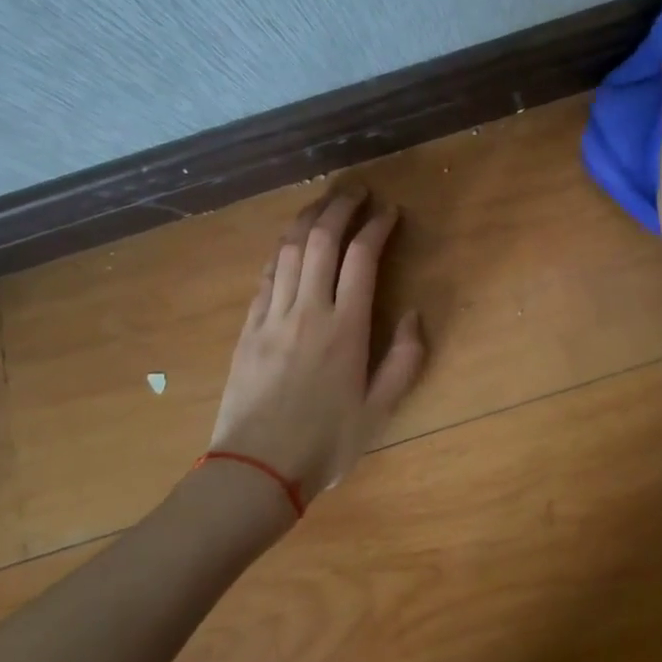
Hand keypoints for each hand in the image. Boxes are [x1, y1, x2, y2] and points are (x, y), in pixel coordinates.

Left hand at [209, 185, 426, 502]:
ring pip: (290, 249)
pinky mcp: (248, 326)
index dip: (377, 226)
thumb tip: (413, 315)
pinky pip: (267, 274)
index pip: (362, 257)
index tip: (390, 211)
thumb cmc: (324, 444)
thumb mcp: (379, 411)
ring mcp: (273, 315)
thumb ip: (404, 360)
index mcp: (346, 328)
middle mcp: (309, 310)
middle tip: (357, 190)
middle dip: (341, 207)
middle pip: (322, 240)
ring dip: (309, 218)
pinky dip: (283, 249)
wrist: (254, 471)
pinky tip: (290, 241)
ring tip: (324, 201)